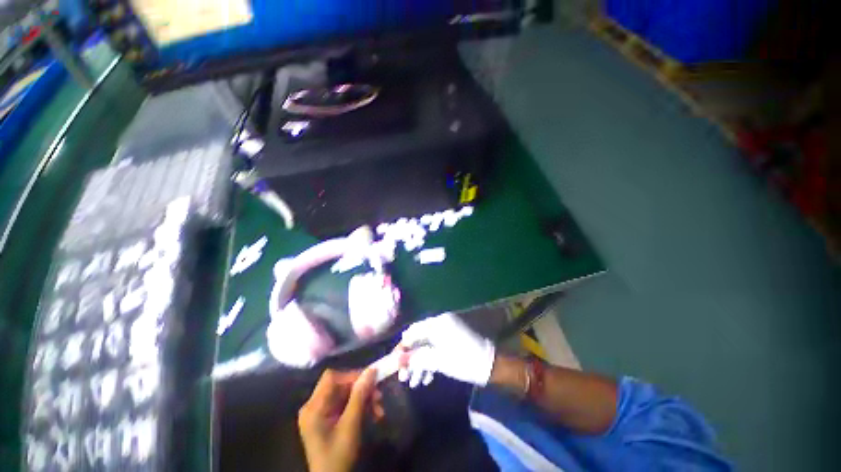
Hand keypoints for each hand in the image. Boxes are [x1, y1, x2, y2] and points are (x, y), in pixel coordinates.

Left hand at [298, 369, 382, 471]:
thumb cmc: (338, 456)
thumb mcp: (351, 426)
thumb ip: (360, 396)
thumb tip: (371, 370)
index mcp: (313, 407)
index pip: (332, 378)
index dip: (352, 375)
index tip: (370, 381)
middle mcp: (315, 406)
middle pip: (340, 386)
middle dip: (362, 390)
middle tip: (379, 396)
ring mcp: (321, 414)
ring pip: (346, 395)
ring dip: (365, 399)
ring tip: (379, 410)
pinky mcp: (329, 420)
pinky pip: (346, 405)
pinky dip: (360, 408)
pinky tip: (373, 415)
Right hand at [397, 313, 495, 387]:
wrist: (492, 365)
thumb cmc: (464, 361)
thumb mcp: (439, 361)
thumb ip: (417, 358)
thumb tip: (398, 360)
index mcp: (437, 323)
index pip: (413, 332)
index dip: (402, 348)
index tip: (395, 364)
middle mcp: (441, 323)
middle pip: (419, 340)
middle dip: (411, 359)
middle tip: (404, 378)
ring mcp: (447, 331)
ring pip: (427, 345)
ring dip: (420, 363)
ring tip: (416, 384)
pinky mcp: (452, 339)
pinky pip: (436, 347)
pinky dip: (431, 361)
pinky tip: (428, 378)